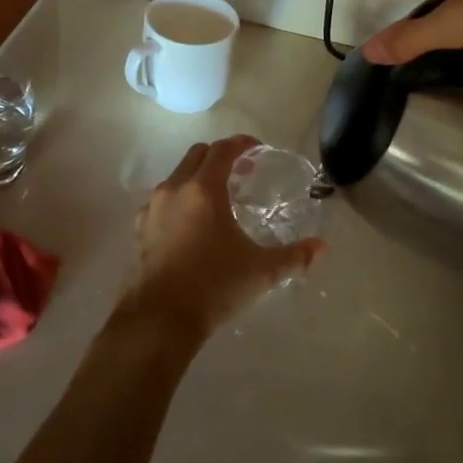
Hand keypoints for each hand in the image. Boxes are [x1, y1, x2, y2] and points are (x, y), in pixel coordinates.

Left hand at [121, 135, 323, 342]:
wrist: (161, 318)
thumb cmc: (214, 285)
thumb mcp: (261, 271)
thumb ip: (294, 256)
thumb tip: (322, 247)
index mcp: (204, 189)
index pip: (222, 150)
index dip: (241, 144)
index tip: (257, 148)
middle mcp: (175, 188)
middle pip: (197, 155)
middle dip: (219, 156)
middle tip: (241, 173)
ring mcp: (153, 207)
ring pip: (177, 176)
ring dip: (198, 177)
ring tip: (218, 199)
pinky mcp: (141, 228)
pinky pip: (162, 200)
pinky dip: (180, 200)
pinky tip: (192, 224)